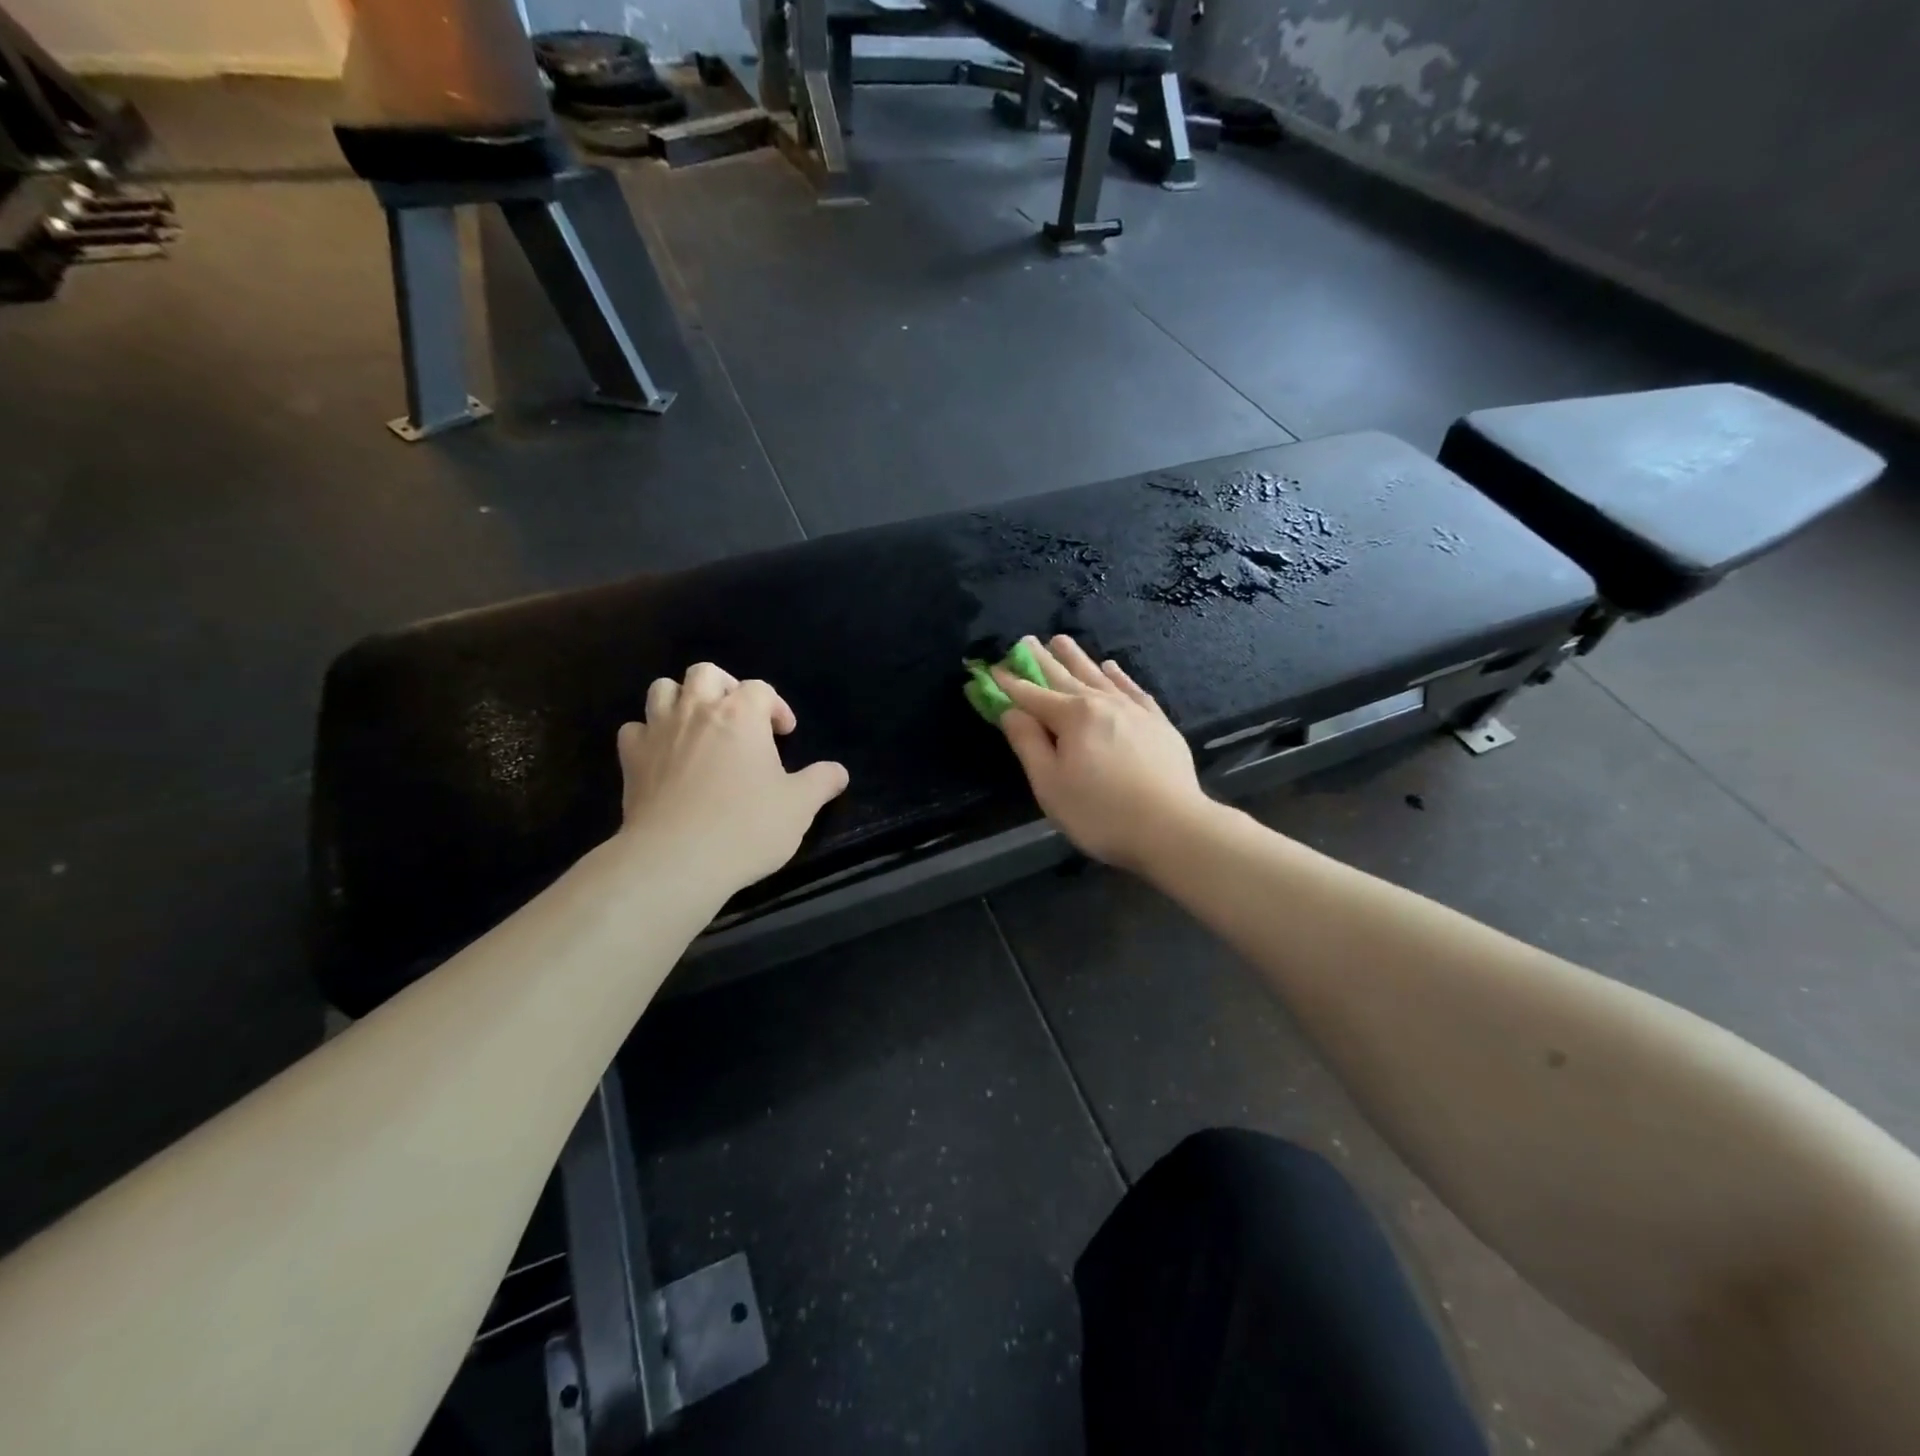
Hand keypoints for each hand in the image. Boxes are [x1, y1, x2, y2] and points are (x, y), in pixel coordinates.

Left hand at [614, 663, 849, 895]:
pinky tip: (663, 755)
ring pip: (663, 689)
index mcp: (741, 715)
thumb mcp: (799, 807)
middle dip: (725, 688)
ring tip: (698, 727)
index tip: (784, 734)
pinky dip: (649, 734)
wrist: (677, 859)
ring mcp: (659, 732)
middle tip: (739, 719)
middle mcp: (697, 711)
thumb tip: (838, 772)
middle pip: (706, 673)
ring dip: (682, 699)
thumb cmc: (746, 826)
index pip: (759, 689)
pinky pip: (634, 729)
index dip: (775, 707)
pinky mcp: (631, 759)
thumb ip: (821, 782)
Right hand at [993, 635, 1211, 872]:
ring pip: (1098, 676)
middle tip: (1025, 640)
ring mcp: (1133, 710)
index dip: (1009, 683)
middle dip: (1041, 660)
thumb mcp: (1050, 784)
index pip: (1032, 696)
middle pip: (1064, 677)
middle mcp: (1102, 703)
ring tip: (1061, 640)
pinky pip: (1133, 690)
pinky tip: (1112, 667)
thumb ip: (1028, 744)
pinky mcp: (1158, 723)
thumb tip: (1010, 712)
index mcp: (1072, 717)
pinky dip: (1119, 676)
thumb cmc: (1100, 812)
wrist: (1172, 827)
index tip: (992, 668)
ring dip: (1077, 658)